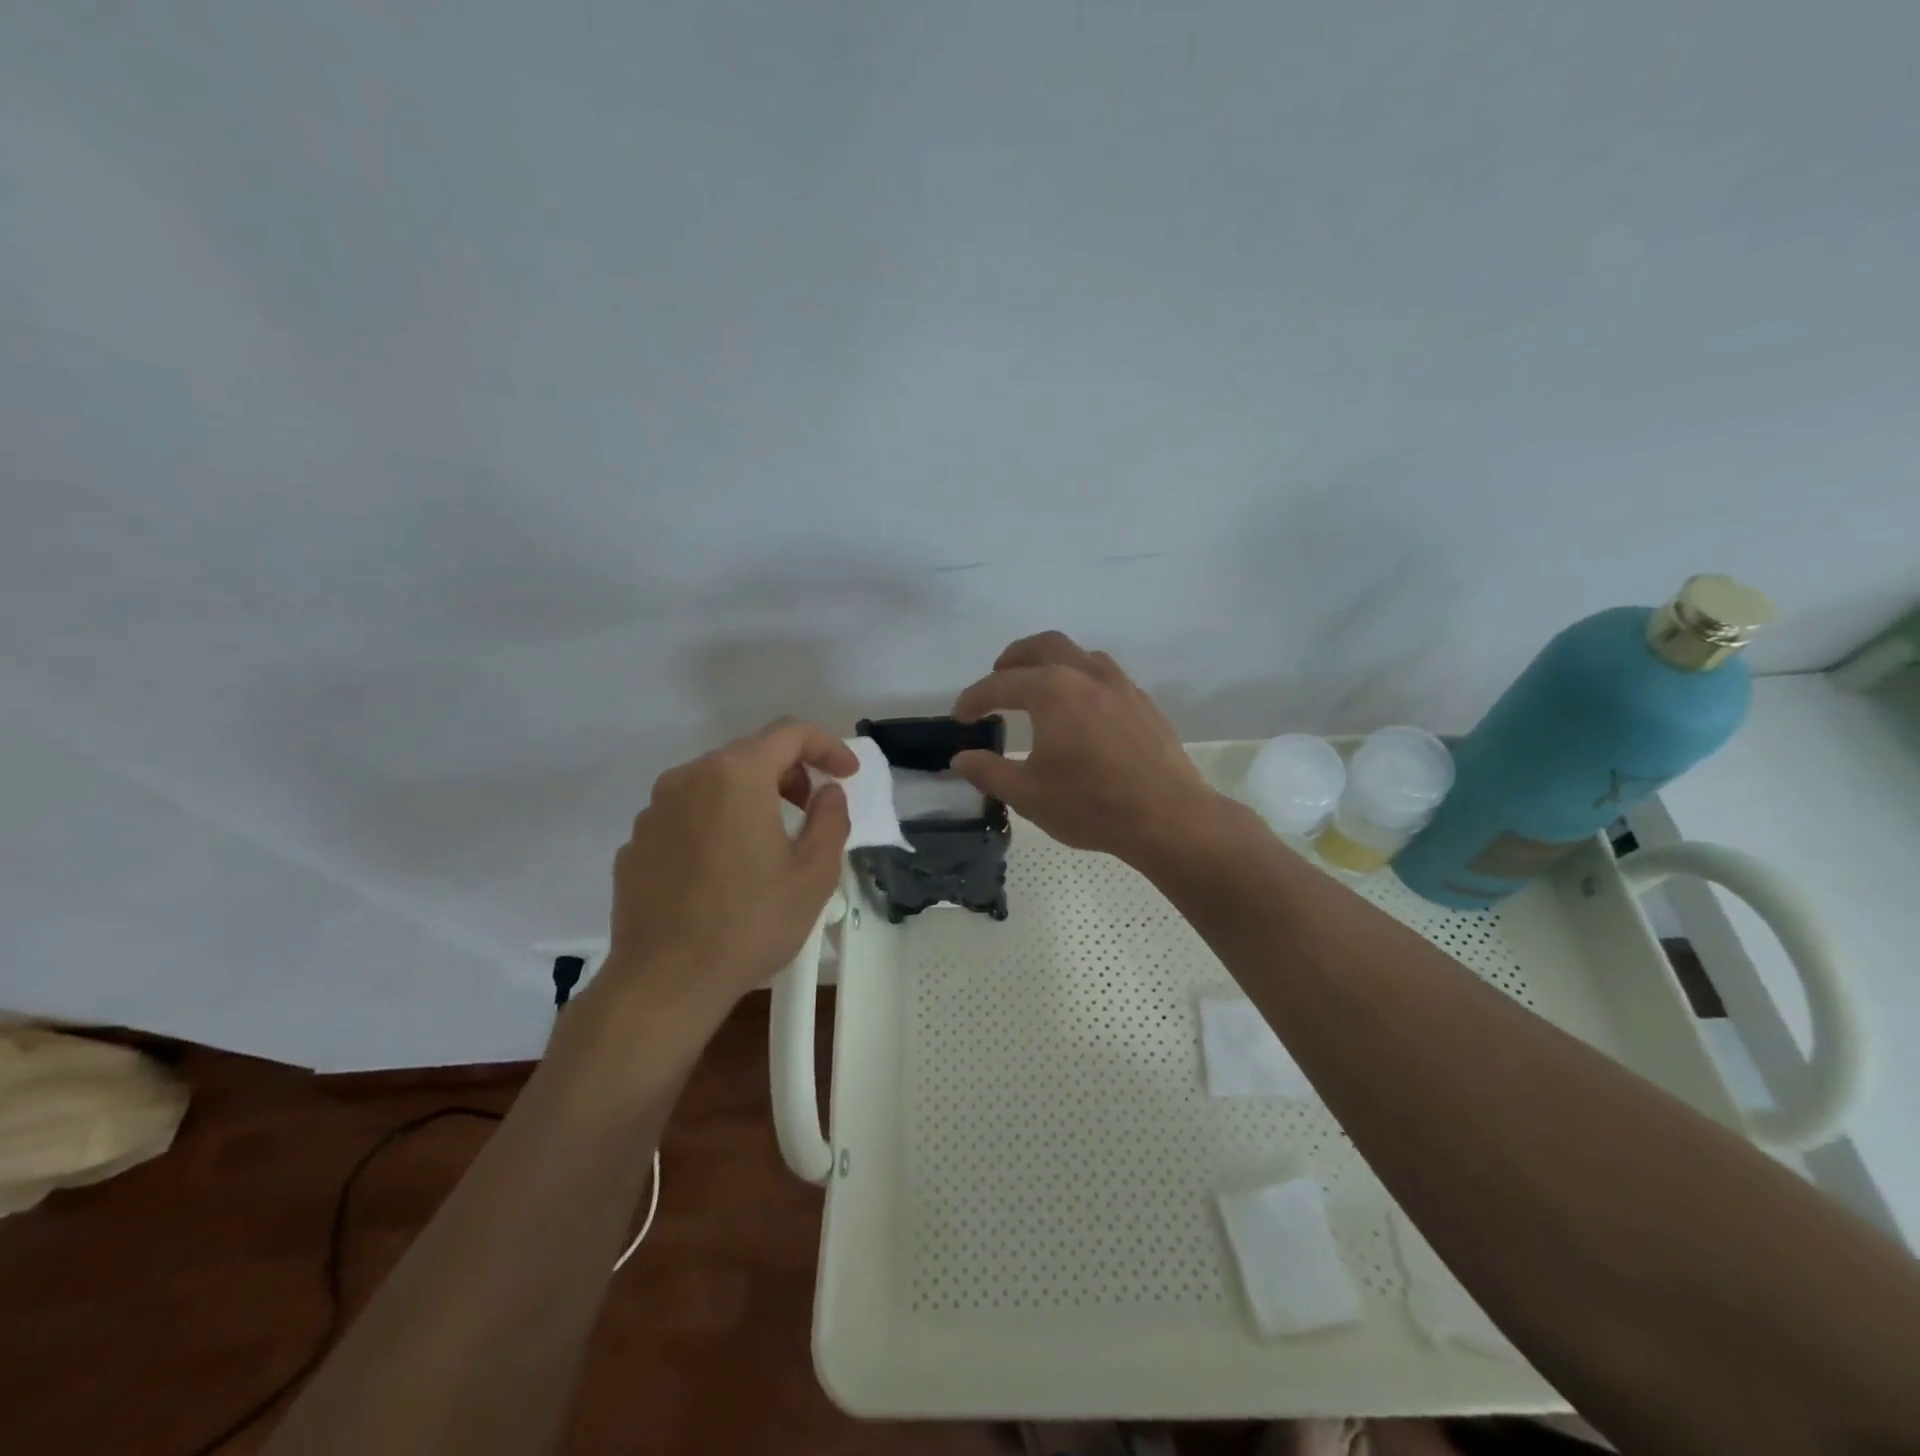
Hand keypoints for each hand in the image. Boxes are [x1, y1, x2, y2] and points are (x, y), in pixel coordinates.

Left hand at [594, 721, 855, 1030]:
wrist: (664, 982)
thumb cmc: (749, 923)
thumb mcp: (814, 873)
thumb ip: (831, 818)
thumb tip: (827, 793)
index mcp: (736, 775)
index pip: (790, 733)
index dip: (828, 746)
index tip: (848, 774)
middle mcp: (689, 777)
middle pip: (750, 753)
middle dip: (790, 771)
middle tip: (812, 808)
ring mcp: (655, 809)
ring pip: (715, 782)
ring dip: (752, 795)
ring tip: (771, 839)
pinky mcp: (637, 842)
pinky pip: (687, 813)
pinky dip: (716, 821)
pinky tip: (726, 867)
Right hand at [951, 631, 1221, 865]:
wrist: (1168, 817)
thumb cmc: (1092, 804)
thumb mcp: (1028, 795)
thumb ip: (989, 772)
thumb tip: (961, 758)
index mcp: (1053, 691)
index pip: (1001, 684)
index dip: (974, 699)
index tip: (960, 717)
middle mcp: (1086, 675)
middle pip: (1044, 646)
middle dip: (1014, 658)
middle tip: (998, 677)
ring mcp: (1121, 686)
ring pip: (1080, 654)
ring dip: (1051, 662)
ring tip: (1039, 686)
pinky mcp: (1143, 703)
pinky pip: (1105, 674)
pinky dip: (1081, 678)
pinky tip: (1081, 709)